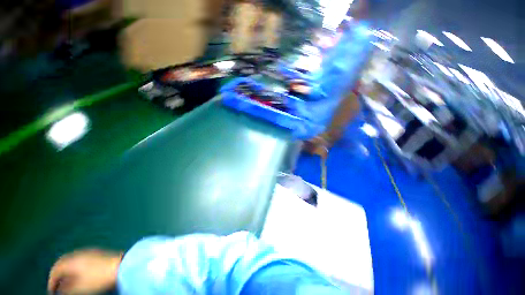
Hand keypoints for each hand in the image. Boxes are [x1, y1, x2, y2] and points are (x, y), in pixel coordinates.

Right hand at [48, 249, 122, 294]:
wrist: (121, 266)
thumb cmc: (98, 278)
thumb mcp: (79, 287)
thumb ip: (66, 289)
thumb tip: (59, 289)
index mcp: (72, 260)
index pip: (56, 269)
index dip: (52, 281)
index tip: (52, 291)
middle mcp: (78, 253)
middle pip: (63, 263)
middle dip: (58, 275)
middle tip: (57, 286)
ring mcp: (89, 252)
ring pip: (72, 261)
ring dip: (67, 271)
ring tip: (67, 282)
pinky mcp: (98, 253)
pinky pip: (81, 260)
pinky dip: (76, 268)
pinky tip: (79, 275)